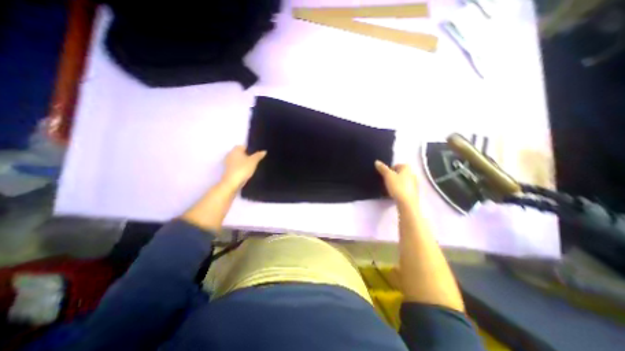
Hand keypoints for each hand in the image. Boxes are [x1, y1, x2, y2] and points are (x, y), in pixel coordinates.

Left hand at [222, 144, 265, 189]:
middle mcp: (230, 154)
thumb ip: (259, 155)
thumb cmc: (243, 169)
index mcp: (236, 149)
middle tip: (256, 160)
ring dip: (244, 162)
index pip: (244, 146)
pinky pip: (237, 166)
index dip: (251, 150)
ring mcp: (228, 162)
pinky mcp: (228, 169)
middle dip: (248, 156)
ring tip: (253, 167)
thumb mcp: (254, 161)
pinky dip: (241, 167)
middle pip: (241, 153)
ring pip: (239, 160)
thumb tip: (264, 151)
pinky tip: (247, 171)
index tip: (257, 155)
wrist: (232, 182)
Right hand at [375, 161, 419, 204]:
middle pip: (399, 173)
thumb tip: (377, 161)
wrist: (407, 203)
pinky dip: (399, 189)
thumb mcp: (388, 176)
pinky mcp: (413, 192)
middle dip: (393, 176)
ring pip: (402, 181)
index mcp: (407, 168)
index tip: (385, 175)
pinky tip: (394, 194)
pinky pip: (404, 188)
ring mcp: (414, 184)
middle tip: (386, 181)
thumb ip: (382, 168)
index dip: (389, 169)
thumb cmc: (398, 186)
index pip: (397, 165)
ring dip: (396, 183)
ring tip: (389, 188)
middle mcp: (412, 174)